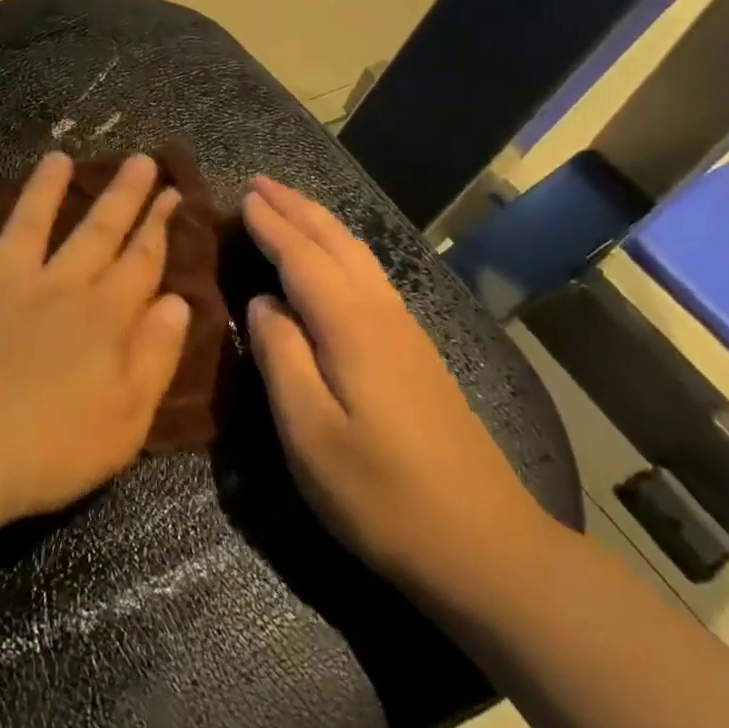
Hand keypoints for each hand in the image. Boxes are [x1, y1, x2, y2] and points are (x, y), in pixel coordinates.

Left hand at [0, 152, 192, 531]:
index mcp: (101, 319)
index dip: (159, 227)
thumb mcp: (126, 420)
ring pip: (27, 225)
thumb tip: (177, 303)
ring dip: (45, 189)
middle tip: (139, 160)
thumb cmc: (46, 451)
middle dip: (122, 195)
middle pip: (95, 233)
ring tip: (58, 157)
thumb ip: (154, 357)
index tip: (173, 193)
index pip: (140, 263)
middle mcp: (54, 288)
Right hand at [242, 176, 552, 612]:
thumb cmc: (382, 495)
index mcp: (352, 328)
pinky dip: (342, 251)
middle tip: (261, 183)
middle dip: (297, 209)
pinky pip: (371, 277)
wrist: (486, 545)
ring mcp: (407, 333)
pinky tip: (335, 262)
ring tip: (291, 207)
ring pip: (360, 256)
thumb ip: (282, 358)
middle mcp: (383, 315)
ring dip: (321, 224)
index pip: (303, 258)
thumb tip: (262, 302)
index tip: (242, 195)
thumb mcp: (310, 434)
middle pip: (337, 244)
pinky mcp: (418, 355)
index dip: (271, 225)